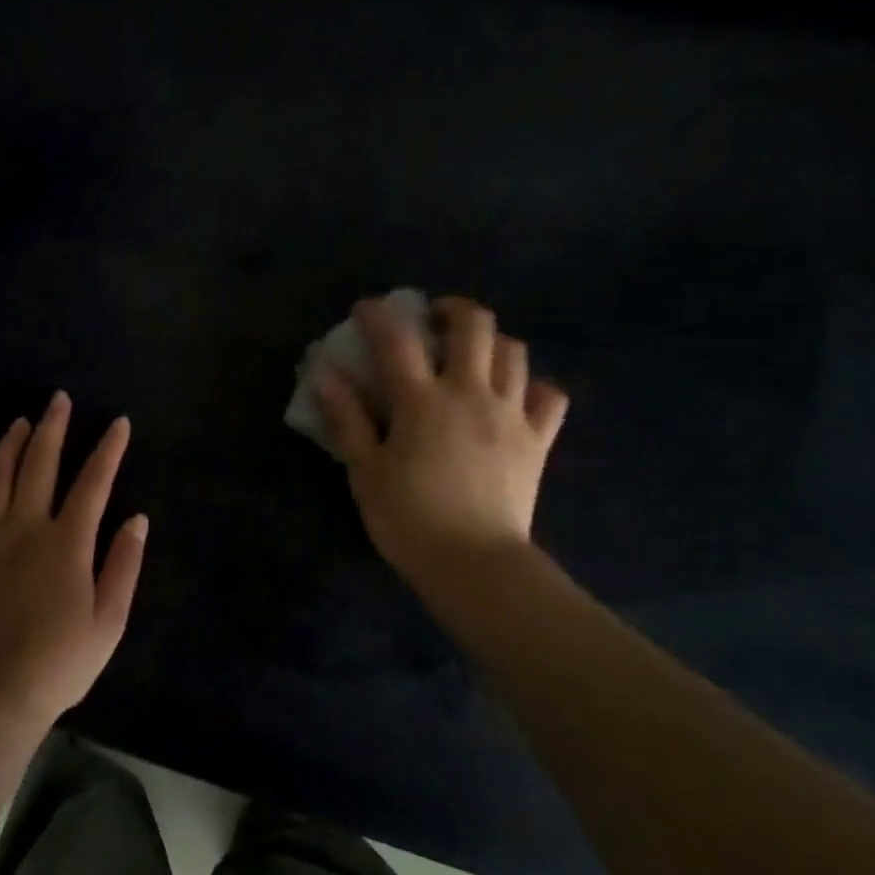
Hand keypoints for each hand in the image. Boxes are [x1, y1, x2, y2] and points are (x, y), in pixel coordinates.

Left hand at [0, 391, 147, 730]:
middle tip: (57, 400)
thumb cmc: (62, 659)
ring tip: (19, 422)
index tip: (118, 422)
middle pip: (39, 464)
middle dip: (52, 427)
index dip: (108, 449)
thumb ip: (124, 564)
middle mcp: (26, 528)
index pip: (93, 482)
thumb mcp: (110, 619)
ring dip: (9, 445)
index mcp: (68, 542)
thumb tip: (137, 519)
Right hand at [317, 296, 568, 580]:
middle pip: (474, 325)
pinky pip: (549, 396)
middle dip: (451, 310)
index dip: (378, 315)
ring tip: (471, 355)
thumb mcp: (365, 471)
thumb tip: (326, 374)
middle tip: (432, 321)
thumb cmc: (408, 519)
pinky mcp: (538, 440)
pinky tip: (515, 395)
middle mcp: (471, 393)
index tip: (365, 310)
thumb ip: (346, 418)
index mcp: (422, 401)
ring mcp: (511, 414)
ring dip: (491, 342)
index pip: (398, 339)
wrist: (474, 564)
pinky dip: (532, 386)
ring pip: (515, 351)